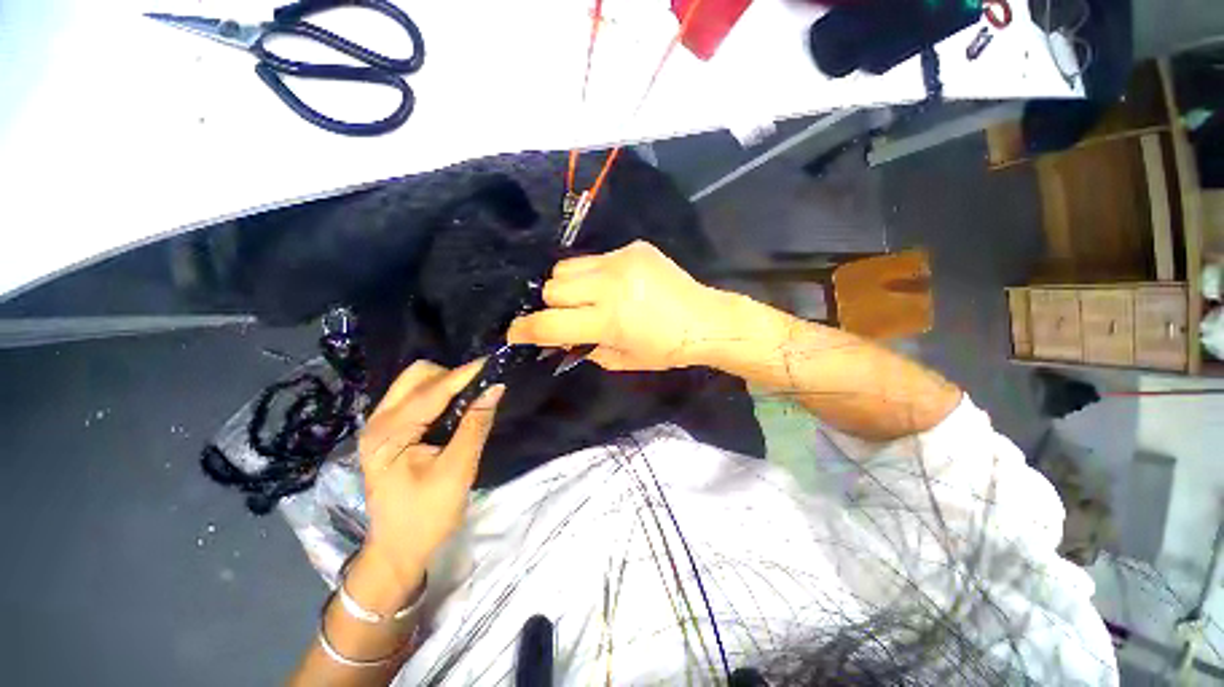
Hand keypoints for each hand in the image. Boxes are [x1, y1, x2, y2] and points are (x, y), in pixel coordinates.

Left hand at [357, 359, 503, 591]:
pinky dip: (439, 395)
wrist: (398, 549)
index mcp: (388, 434)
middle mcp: (378, 422)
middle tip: (480, 390)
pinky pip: (415, 397)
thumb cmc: (426, 515)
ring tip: (471, 397)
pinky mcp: (388, 431)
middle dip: (451, 376)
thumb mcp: (457, 471)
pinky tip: (455, 408)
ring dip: (446, 384)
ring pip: (415, 383)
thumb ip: (475, 425)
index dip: (465, 373)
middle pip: (417, 376)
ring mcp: (380, 425)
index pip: (432, 391)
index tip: (493, 363)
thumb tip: (495, 389)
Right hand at [507, 241, 724, 370]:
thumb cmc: (665, 349)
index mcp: (609, 320)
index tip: (515, 333)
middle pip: (552, 288)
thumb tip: (559, 338)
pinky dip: (592, 274)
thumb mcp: (621, 360)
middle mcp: (610, 285)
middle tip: (567, 316)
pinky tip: (612, 285)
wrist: (704, 319)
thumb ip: (585, 348)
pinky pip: (593, 258)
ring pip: (566, 268)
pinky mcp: (633, 247)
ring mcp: (621, 261)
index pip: (549, 324)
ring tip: (586, 298)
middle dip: (552, 307)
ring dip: (568, 287)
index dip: (524, 330)